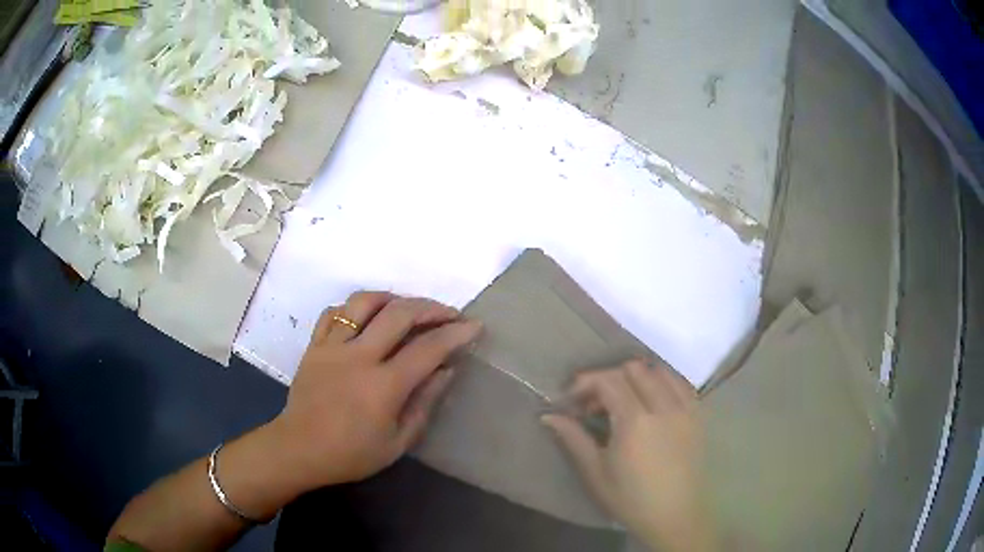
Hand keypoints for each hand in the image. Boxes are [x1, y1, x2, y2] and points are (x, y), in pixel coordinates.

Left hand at [273, 291, 481, 488]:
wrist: (299, 450)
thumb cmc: (351, 454)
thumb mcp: (398, 441)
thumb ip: (425, 403)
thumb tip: (446, 370)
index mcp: (383, 386)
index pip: (428, 349)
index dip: (456, 334)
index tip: (475, 326)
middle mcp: (358, 357)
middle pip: (399, 314)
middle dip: (431, 308)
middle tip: (449, 313)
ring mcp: (332, 347)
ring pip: (363, 302)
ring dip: (392, 298)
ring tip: (408, 308)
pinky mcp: (314, 346)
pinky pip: (334, 313)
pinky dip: (355, 308)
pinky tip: (367, 316)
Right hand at [542, 360, 713, 551]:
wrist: (675, 516)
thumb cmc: (630, 499)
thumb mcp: (595, 473)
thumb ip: (573, 438)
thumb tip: (549, 415)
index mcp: (635, 422)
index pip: (608, 380)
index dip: (585, 383)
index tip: (571, 400)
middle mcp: (664, 406)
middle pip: (633, 369)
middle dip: (609, 378)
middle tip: (594, 405)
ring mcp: (685, 409)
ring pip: (659, 370)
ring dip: (637, 377)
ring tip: (624, 401)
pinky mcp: (698, 415)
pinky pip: (681, 383)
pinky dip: (663, 382)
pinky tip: (652, 402)